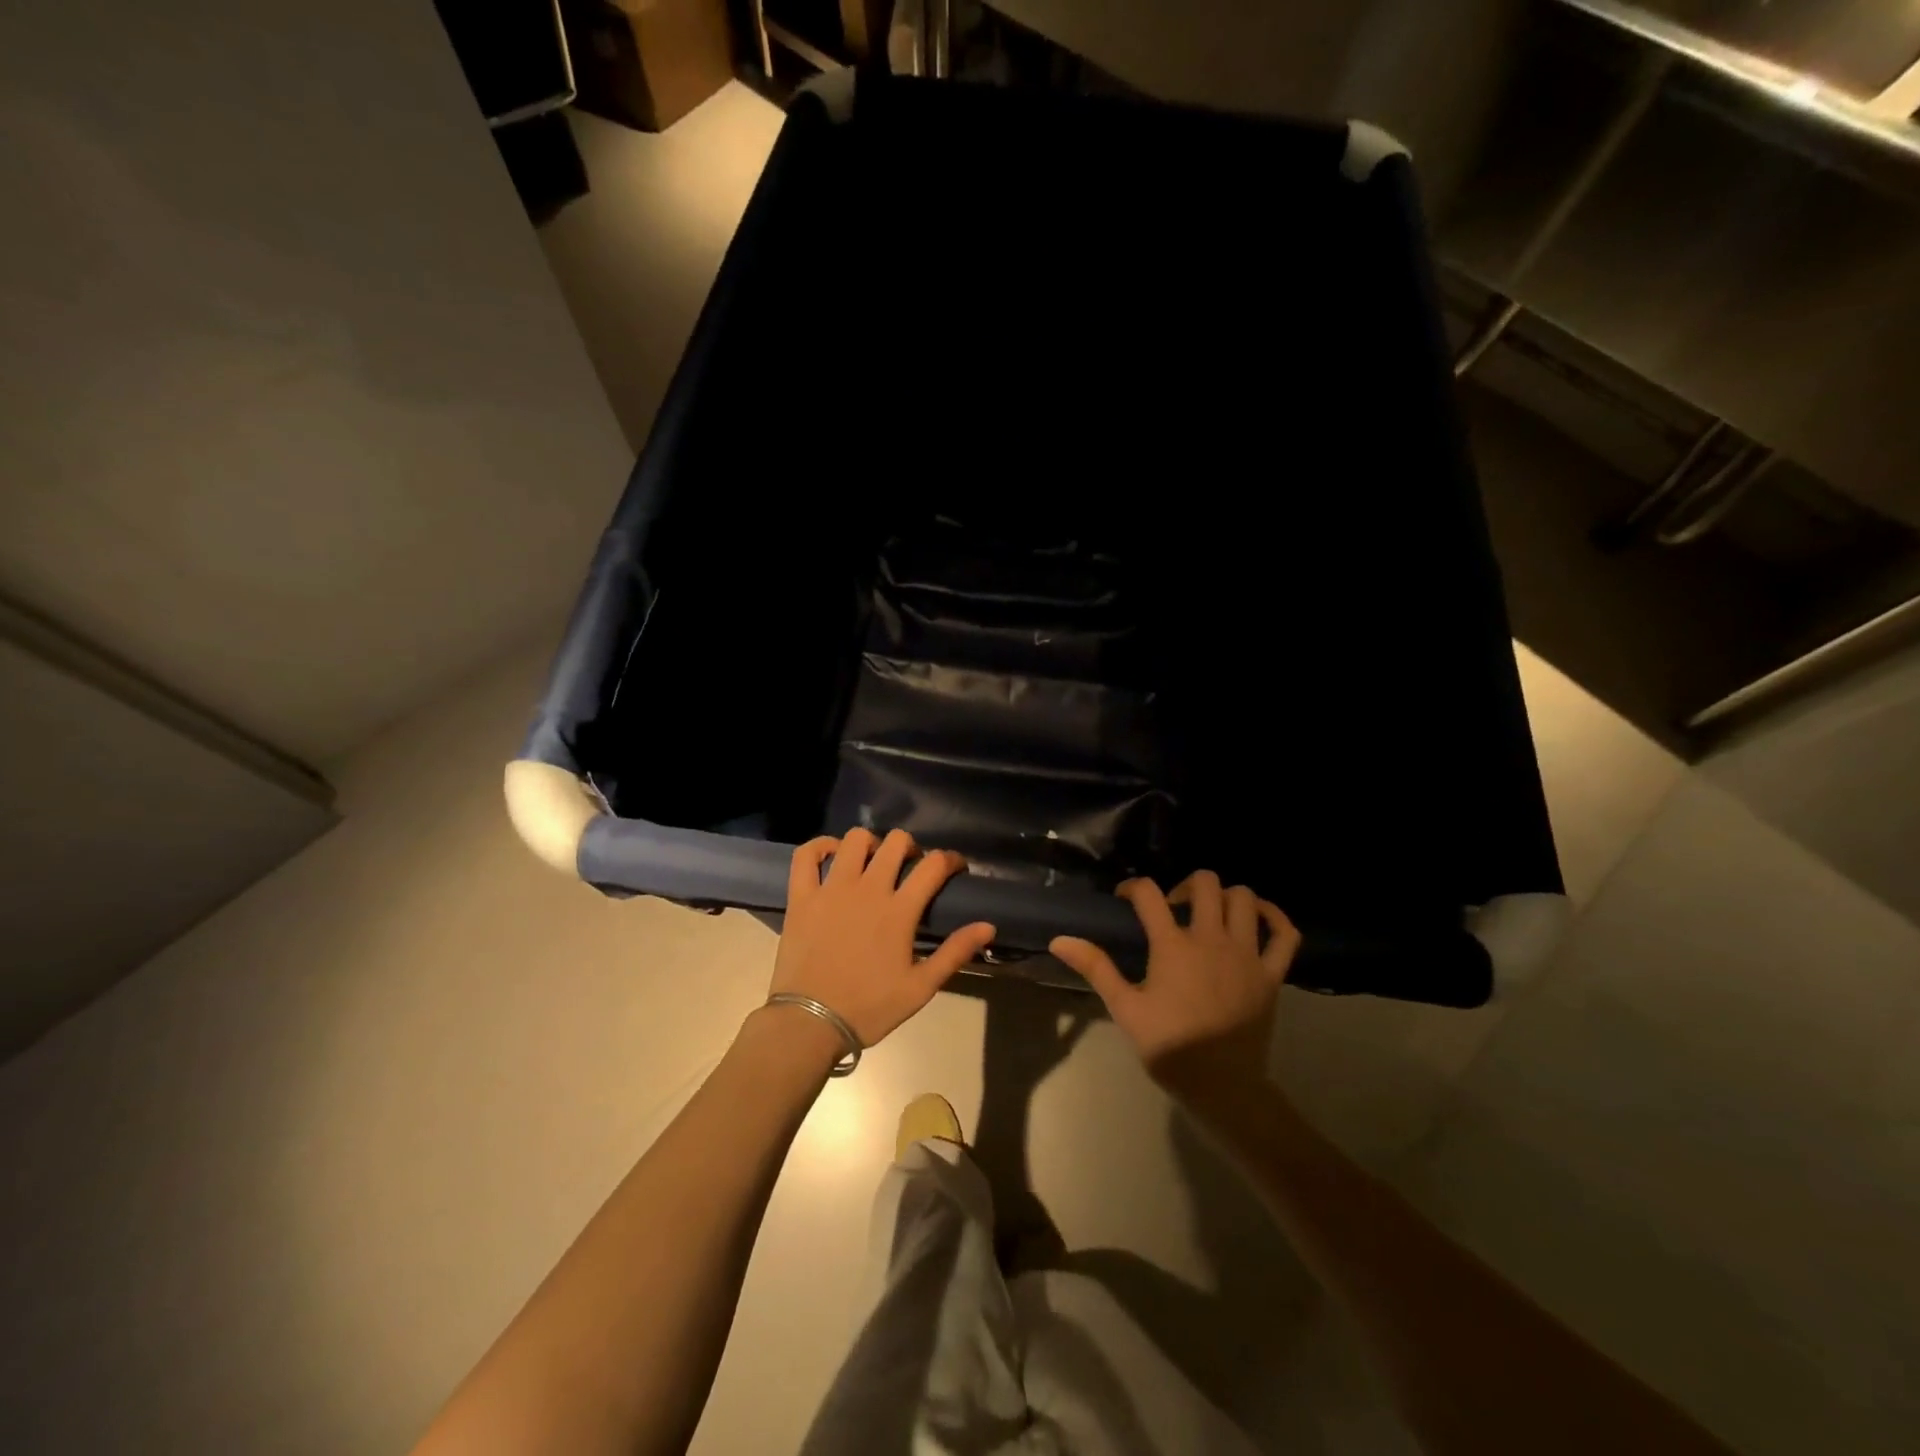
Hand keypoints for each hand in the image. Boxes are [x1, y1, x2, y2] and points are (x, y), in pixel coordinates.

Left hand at [771, 828, 995, 1046]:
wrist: (810, 1023)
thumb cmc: (869, 1007)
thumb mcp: (920, 988)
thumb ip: (954, 952)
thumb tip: (988, 926)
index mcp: (899, 910)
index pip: (933, 865)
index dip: (950, 859)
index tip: (954, 868)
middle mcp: (868, 889)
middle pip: (896, 842)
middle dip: (910, 847)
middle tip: (910, 867)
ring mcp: (831, 889)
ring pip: (855, 839)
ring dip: (871, 844)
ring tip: (873, 863)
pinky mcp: (802, 896)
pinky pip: (807, 855)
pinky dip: (821, 846)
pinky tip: (832, 855)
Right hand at [1050, 871, 1299, 1098]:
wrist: (1221, 1087)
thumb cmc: (1168, 1046)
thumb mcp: (1125, 1008)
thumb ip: (1095, 967)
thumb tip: (1059, 939)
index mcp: (1173, 946)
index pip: (1148, 894)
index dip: (1133, 887)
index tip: (1125, 898)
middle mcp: (1212, 939)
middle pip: (1205, 883)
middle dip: (1185, 885)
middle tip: (1173, 908)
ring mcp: (1247, 954)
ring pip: (1245, 898)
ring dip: (1225, 896)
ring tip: (1210, 914)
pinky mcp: (1273, 974)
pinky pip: (1286, 934)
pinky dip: (1275, 917)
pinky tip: (1258, 918)